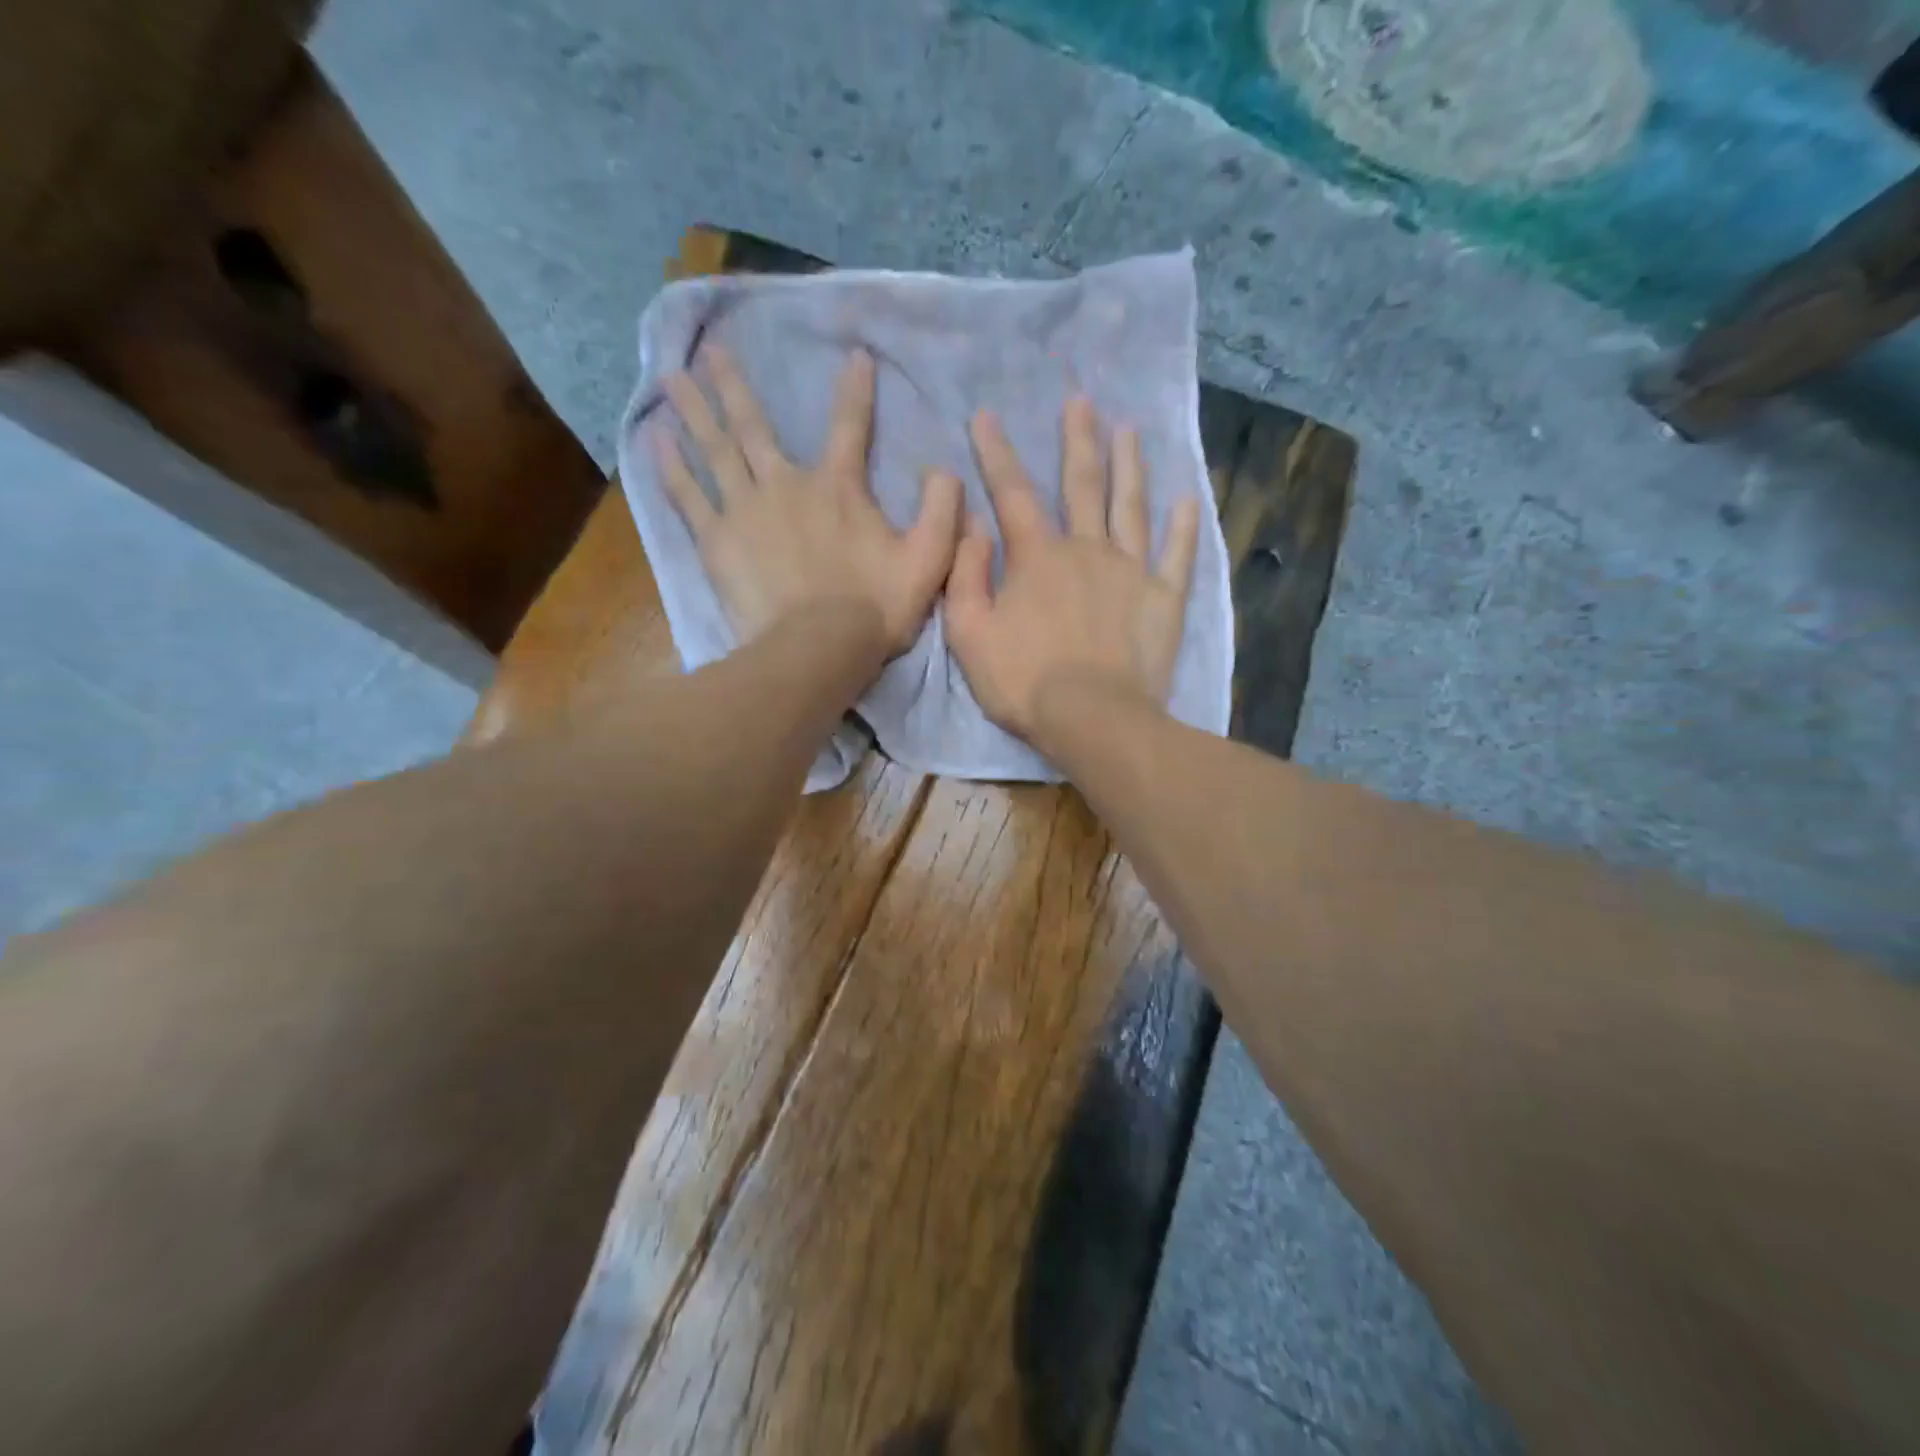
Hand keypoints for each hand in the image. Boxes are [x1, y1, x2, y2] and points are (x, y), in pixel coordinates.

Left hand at [652, 346, 962, 654]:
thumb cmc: (876, 607)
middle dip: (734, 385)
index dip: (856, 390)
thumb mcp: (929, 560)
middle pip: (754, 426)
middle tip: (711, 349)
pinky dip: (670, 466)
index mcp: (838, 487)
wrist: (818, 648)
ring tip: (670, 376)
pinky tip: (653, 439)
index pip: (850, 426)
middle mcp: (786, 484)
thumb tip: (945, 469)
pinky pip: (688, 495)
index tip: (855, 356)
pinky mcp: (716, 541)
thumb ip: (941, 510)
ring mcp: (745, 510)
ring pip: (715, 449)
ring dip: (694, 410)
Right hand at [945, 396, 1201, 741]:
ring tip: (1130, 431)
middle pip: (1083, 484)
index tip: (986, 416)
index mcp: (1038, 557)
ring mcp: (1131, 571)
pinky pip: (1177, 555)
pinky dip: (1183, 526)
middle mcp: (1087, 549)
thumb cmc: (1024, 681)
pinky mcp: (1164, 599)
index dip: (996, 453)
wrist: (1093, 719)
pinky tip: (1188, 500)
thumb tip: (973, 525)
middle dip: (1078, 440)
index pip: (1013, 493)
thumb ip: (966, 575)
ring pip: (1132, 507)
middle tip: (1081, 400)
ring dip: (1130, 466)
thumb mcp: (970, 633)